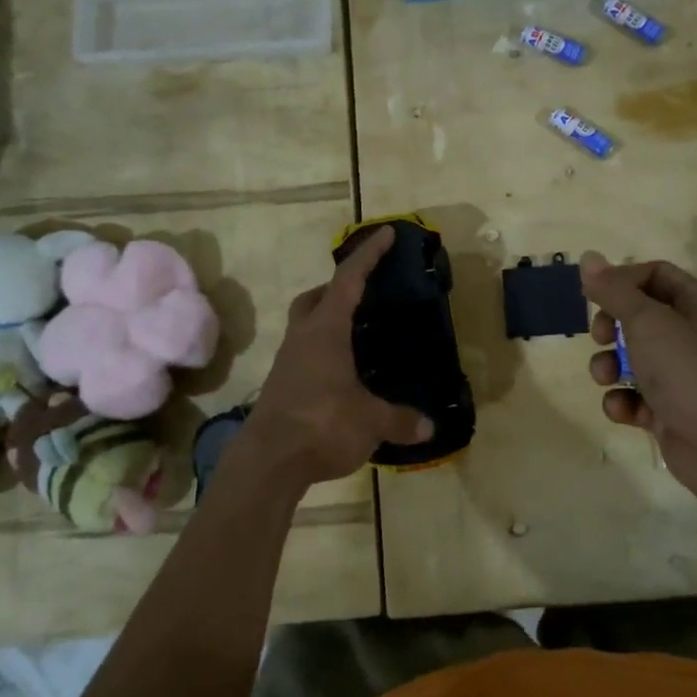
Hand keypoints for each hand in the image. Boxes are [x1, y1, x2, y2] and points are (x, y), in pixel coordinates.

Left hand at [243, 227, 433, 485]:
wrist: (267, 462)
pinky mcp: (281, 387)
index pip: (349, 280)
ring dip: (327, 322)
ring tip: (357, 336)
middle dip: (336, 288)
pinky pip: (303, 356)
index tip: (386, 234)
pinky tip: (341, 375)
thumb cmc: (321, 424)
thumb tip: (429, 427)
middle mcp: (302, 338)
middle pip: (314, 299)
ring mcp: (287, 363)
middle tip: (361, 293)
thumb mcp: (370, 421)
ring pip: (305, 327)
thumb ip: (400, 420)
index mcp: (326, 330)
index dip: (369, 255)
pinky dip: (322, 353)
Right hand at [579, 253, 696, 506]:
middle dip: (611, 326)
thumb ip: (614, 291)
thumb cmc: (693, 373)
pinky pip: (637, 396)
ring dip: (609, 365)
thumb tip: (588, 257)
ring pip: (634, 358)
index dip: (621, 281)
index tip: (593, 297)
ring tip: (605, 377)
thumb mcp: (649, 323)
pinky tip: (623, 410)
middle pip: (640, 316)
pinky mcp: (673, 411)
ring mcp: (686, 375)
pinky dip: (624, 401)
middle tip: (599, 336)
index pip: (655, 275)